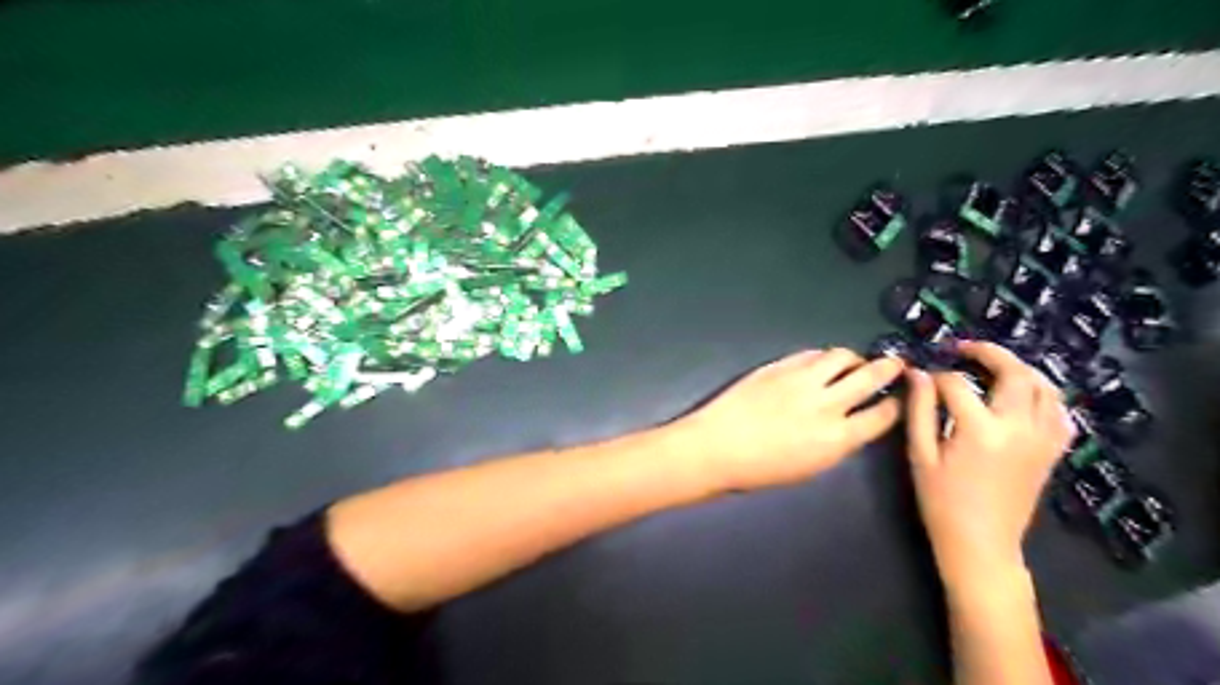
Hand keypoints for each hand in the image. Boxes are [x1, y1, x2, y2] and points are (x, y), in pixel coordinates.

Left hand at [682, 349, 898, 492]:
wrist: (717, 446)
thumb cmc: (760, 469)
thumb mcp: (810, 467)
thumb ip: (837, 443)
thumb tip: (852, 425)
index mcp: (837, 438)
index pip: (882, 415)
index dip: (896, 404)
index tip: (898, 399)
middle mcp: (826, 404)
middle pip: (870, 376)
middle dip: (888, 368)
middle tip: (895, 364)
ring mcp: (802, 380)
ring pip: (841, 356)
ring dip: (855, 357)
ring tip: (856, 361)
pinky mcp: (780, 366)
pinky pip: (811, 353)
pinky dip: (823, 356)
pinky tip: (822, 362)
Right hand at [899, 339, 1069, 589]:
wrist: (981, 543)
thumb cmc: (941, 500)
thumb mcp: (921, 454)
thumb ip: (919, 410)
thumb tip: (917, 374)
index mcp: (980, 429)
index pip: (956, 384)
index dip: (935, 376)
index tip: (920, 378)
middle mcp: (1019, 427)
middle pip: (1014, 373)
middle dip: (988, 352)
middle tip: (963, 348)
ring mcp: (1042, 438)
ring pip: (1044, 387)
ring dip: (1019, 368)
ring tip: (993, 365)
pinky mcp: (1052, 451)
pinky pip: (1059, 412)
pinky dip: (1043, 395)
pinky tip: (1023, 395)